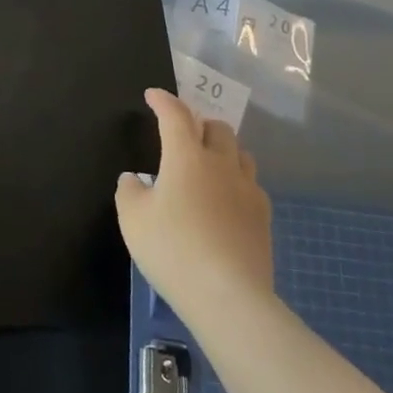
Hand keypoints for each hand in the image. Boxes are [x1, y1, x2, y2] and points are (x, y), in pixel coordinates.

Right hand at [116, 89, 274, 323]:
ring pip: (240, 153)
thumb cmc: (172, 250)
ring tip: (207, 165)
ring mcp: (247, 190)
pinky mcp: (263, 217)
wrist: (228, 296)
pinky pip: (250, 184)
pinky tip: (225, 200)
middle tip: (183, 135)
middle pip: (217, 128)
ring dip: (222, 150)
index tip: (153, 96)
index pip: (175, 116)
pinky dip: (235, 181)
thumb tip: (134, 179)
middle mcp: (221, 164)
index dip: (163, 101)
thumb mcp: (133, 220)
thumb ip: (129, 192)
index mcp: (186, 157)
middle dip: (199, 124)